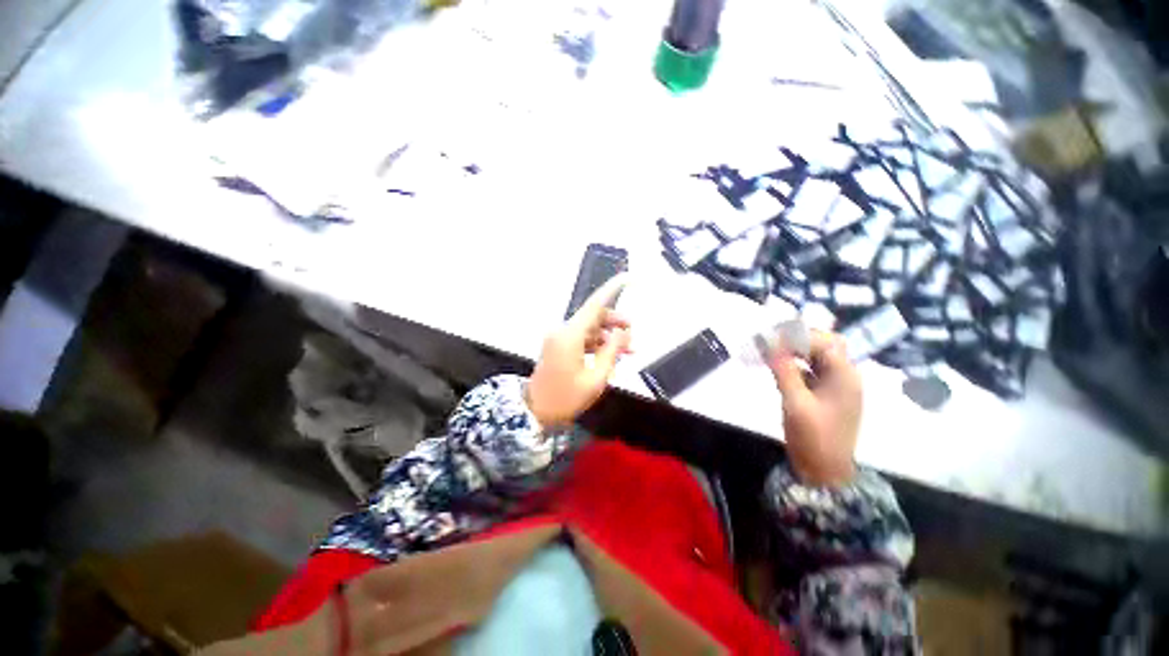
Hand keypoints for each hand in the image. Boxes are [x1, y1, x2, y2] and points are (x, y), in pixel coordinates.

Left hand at [527, 275, 631, 426]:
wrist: (534, 411)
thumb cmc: (565, 398)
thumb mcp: (595, 378)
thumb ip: (612, 351)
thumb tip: (623, 332)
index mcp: (570, 335)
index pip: (595, 304)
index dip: (613, 289)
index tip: (628, 278)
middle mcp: (563, 330)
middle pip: (594, 316)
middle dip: (615, 321)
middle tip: (633, 332)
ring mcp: (559, 338)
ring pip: (589, 328)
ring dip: (608, 336)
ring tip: (628, 350)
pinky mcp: (558, 346)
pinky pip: (581, 338)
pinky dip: (597, 343)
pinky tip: (610, 356)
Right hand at [766, 330, 860, 486]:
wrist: (825, 473)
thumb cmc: (814, 439)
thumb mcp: (796, 404)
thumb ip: (784, 371)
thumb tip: (769, 343)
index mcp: (844, 377)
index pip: (824, 342)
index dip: (798, 336)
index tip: (770, 337)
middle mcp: (844, 377)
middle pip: (824, 345)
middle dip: (797, 339)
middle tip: (770, 340)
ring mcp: (835, 386)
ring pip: (817, 357)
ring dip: (795, 351)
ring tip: (769, 349)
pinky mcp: (825, 395)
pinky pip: (810, 371)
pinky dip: (794, 365)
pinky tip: (777, 366)